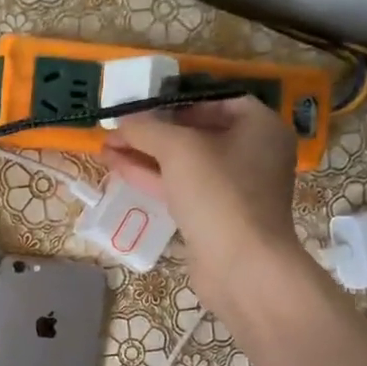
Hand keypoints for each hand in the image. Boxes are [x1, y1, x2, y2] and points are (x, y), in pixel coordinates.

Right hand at [100, 98, 302, 308]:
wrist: (240, 264)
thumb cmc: (218, 193)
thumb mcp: (177, 149)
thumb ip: (146, 129)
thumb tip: (122, 121)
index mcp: (260, 127)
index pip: (216, 101)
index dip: (176, 102)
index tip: (144, 108)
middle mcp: (253, 154)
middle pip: (196, 133)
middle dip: (152, 132)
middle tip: (117, 130)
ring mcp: (235, 188)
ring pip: (184, 164)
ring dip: (145, 156)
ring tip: (107, 149)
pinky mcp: (217, 216)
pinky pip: (182, 189)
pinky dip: (153, 178)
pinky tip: (120, 170)